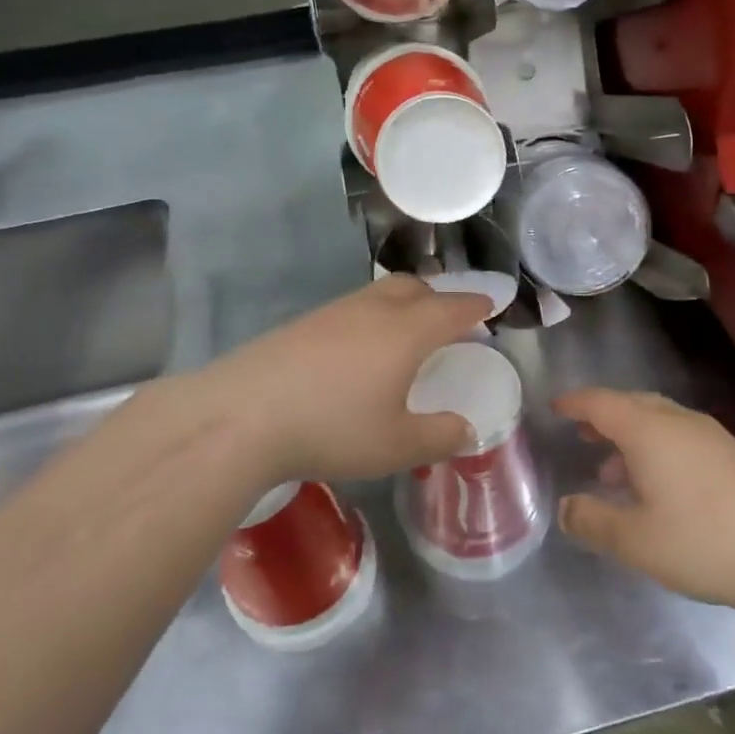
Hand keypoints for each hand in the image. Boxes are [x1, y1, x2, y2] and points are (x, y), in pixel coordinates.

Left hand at [194, 275, 493, 486]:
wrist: (243, 415)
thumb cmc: (333, 428)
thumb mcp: (397, 445)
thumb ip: (439, 436)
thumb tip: (466, 429)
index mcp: (407, 331)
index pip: (453, 308)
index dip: (476, 305)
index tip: (491, 303)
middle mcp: (374, 310)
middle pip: (415, 288)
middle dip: (439, 297)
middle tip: (448, 320)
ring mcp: (334, 312)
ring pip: (380, 294)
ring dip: (403, 304)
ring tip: (404, 335)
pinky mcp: (303, 323)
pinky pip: (352, 309)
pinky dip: (370, 318)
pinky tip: (357, 351)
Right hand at [556, 389, 734, 615]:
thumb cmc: (703, 541)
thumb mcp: (635, 540)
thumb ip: (593, 521)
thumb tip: (565, 508)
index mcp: (648, 430)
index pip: (600, 402)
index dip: (574, 403)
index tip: (554, 407)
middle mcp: (677, 421)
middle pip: (630, 405)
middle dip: (602, 416)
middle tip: (581, 433)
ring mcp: (708, 436)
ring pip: (657, 421)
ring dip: (629, 436)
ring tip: (612, 471)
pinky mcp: (731, 455)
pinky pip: (678, 436)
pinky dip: (655, 448)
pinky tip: (657, 486)